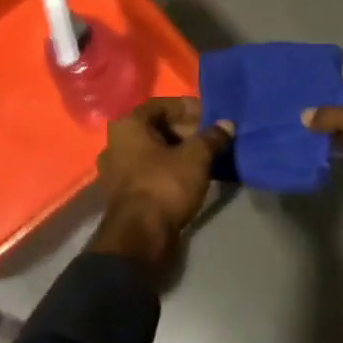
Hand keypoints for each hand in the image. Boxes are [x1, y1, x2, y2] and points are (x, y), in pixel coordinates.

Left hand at [90, 97, 233, 279]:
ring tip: (207, 158)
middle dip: (186, 131)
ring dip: (180, 152)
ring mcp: (116, 170)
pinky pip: (150, 171)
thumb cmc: (164, 185)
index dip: (189, 108)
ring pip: (154, 151)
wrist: (139, 238)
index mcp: (127, 125)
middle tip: (212, 138)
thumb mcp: (195, 157)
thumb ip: (212, 137)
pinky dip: (170, 170)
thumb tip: (227, 124)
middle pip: (156, 128)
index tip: (211, 117)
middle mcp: (116, 143)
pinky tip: (192, 177)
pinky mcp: (124, 194)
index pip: (162, 105)